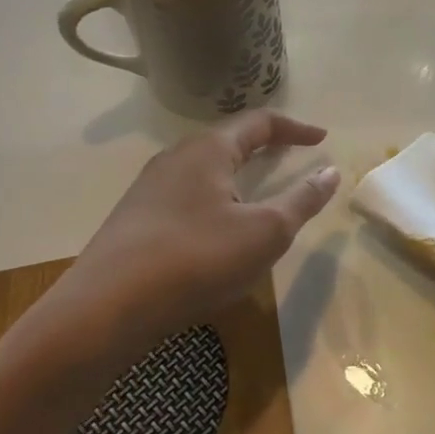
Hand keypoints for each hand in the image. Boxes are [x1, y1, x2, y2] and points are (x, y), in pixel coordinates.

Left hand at [44, 112, 339, 367]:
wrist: (104, 311)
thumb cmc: (196, 260)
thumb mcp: (265, 232)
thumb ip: (302, 200)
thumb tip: (330, 172)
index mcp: (207, 150)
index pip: (259, 123)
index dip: (295, 128)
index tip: (322, 139)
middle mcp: (175, 159)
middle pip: (228, 141)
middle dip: (264, 146)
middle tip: (291, 157)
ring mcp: (149, 190)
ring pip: (205, 170)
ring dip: (238, 175)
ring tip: (259, 192)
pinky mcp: (136, 221)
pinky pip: (187, 196)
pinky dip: (217, 200)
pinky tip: (219, 230)